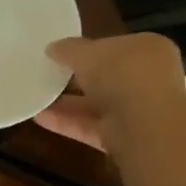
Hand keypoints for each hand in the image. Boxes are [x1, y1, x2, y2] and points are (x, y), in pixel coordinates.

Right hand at [35, 33, 185, 153]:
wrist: (144, 124)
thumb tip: (52, 48)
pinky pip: (93, 127)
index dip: (91, 48)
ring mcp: (139, 111)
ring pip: (98, 104)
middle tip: (49, 75)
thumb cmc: (121, 73)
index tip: (64, 53)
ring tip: (37, 97)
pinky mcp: (126, 138)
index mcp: (149, 49)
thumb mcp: (87, 51)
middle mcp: (149, 79)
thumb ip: (69, 49)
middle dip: (78, 78)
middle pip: (108, 77)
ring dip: (68, 103)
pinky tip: (40, 118)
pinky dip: (68, 123)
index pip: (118, 46)